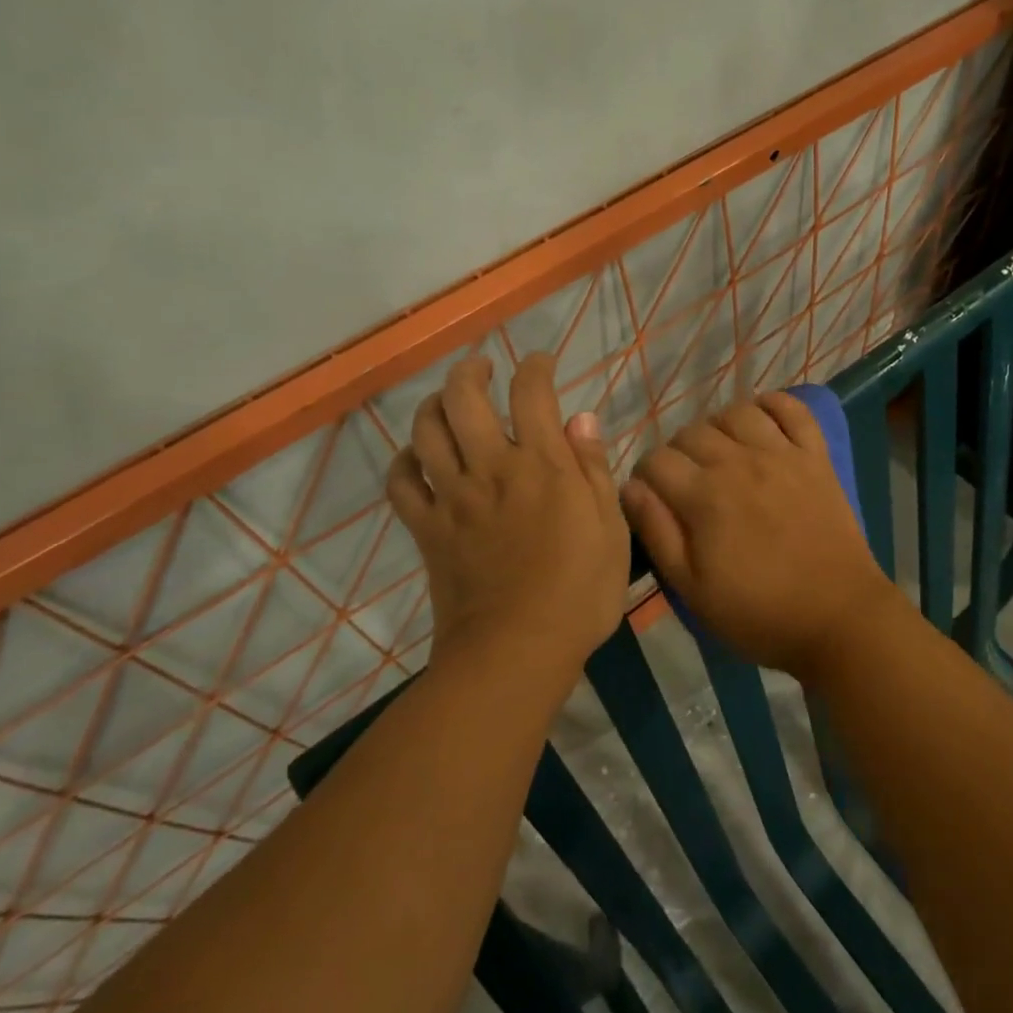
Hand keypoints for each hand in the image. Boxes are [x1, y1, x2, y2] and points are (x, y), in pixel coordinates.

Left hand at [388, 352, 628, 681]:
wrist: (516, 650)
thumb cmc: (579, 594)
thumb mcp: (610, 530)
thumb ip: (594, 470)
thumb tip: (581, 418)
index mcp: (543, 465)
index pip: (532, 393)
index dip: (536, 367)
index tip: (542, 362)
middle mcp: (492, 468)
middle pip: (465, 398)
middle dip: (471, 371)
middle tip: (482, 368)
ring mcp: (453, 497)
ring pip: (427, 430)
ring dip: (434, 404)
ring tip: (447, 400)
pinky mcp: (427, 528)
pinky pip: (401, 482)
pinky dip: (404, 460)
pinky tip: (415, 456)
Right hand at [620, 393, 906, 681]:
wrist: (839, 619)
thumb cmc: (759, 612)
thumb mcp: (692, 589)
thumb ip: (657, 532)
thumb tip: (630, 487)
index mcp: (705, 496)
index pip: (655, 461)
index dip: (646, 477)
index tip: (654, 499)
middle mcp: (740, 462)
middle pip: (691, 432)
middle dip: (678, 454)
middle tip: (687, 484)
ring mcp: (782, 454)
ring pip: (737, 412)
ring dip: (718, 427)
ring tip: (721, 454)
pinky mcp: (816, 456)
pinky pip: (792, 409)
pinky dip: (773, 405)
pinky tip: (761, 421)